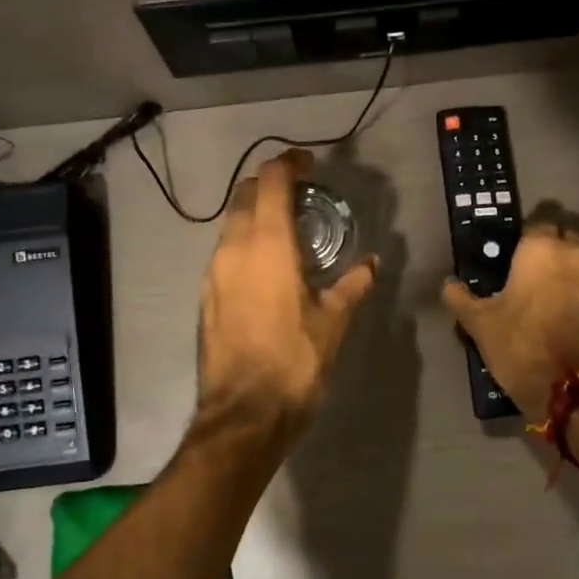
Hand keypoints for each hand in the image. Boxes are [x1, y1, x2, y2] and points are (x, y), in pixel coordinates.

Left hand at [196, 149, 376, 439]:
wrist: (243, 415)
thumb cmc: (295, 363)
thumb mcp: (334, 322)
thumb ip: (353, 285)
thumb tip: (372, 263)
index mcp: (267, 245)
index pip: (271, 181)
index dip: (289, 163)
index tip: (309, 163)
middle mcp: (233, 249)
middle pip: (244, 194)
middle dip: (270, 184)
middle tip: (301, 194)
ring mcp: (212, 273)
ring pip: (231, 224)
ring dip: (256, 215)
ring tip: (288, 231)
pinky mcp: (205, 296)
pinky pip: (224, 253)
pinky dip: (245, 243)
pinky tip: (267, 268)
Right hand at [441, 224, 578, 419]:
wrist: (577, 395)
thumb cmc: (522, 347)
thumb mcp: (479, 325)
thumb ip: (461, 298)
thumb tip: (449, 285)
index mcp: (544, 250)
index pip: (537, 222)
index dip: (524, 237)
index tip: (512, 255)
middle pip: (567, 239)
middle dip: (552, 251)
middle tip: (531, 277)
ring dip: (572, 277)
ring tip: (553, 304)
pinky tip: (574, 326)